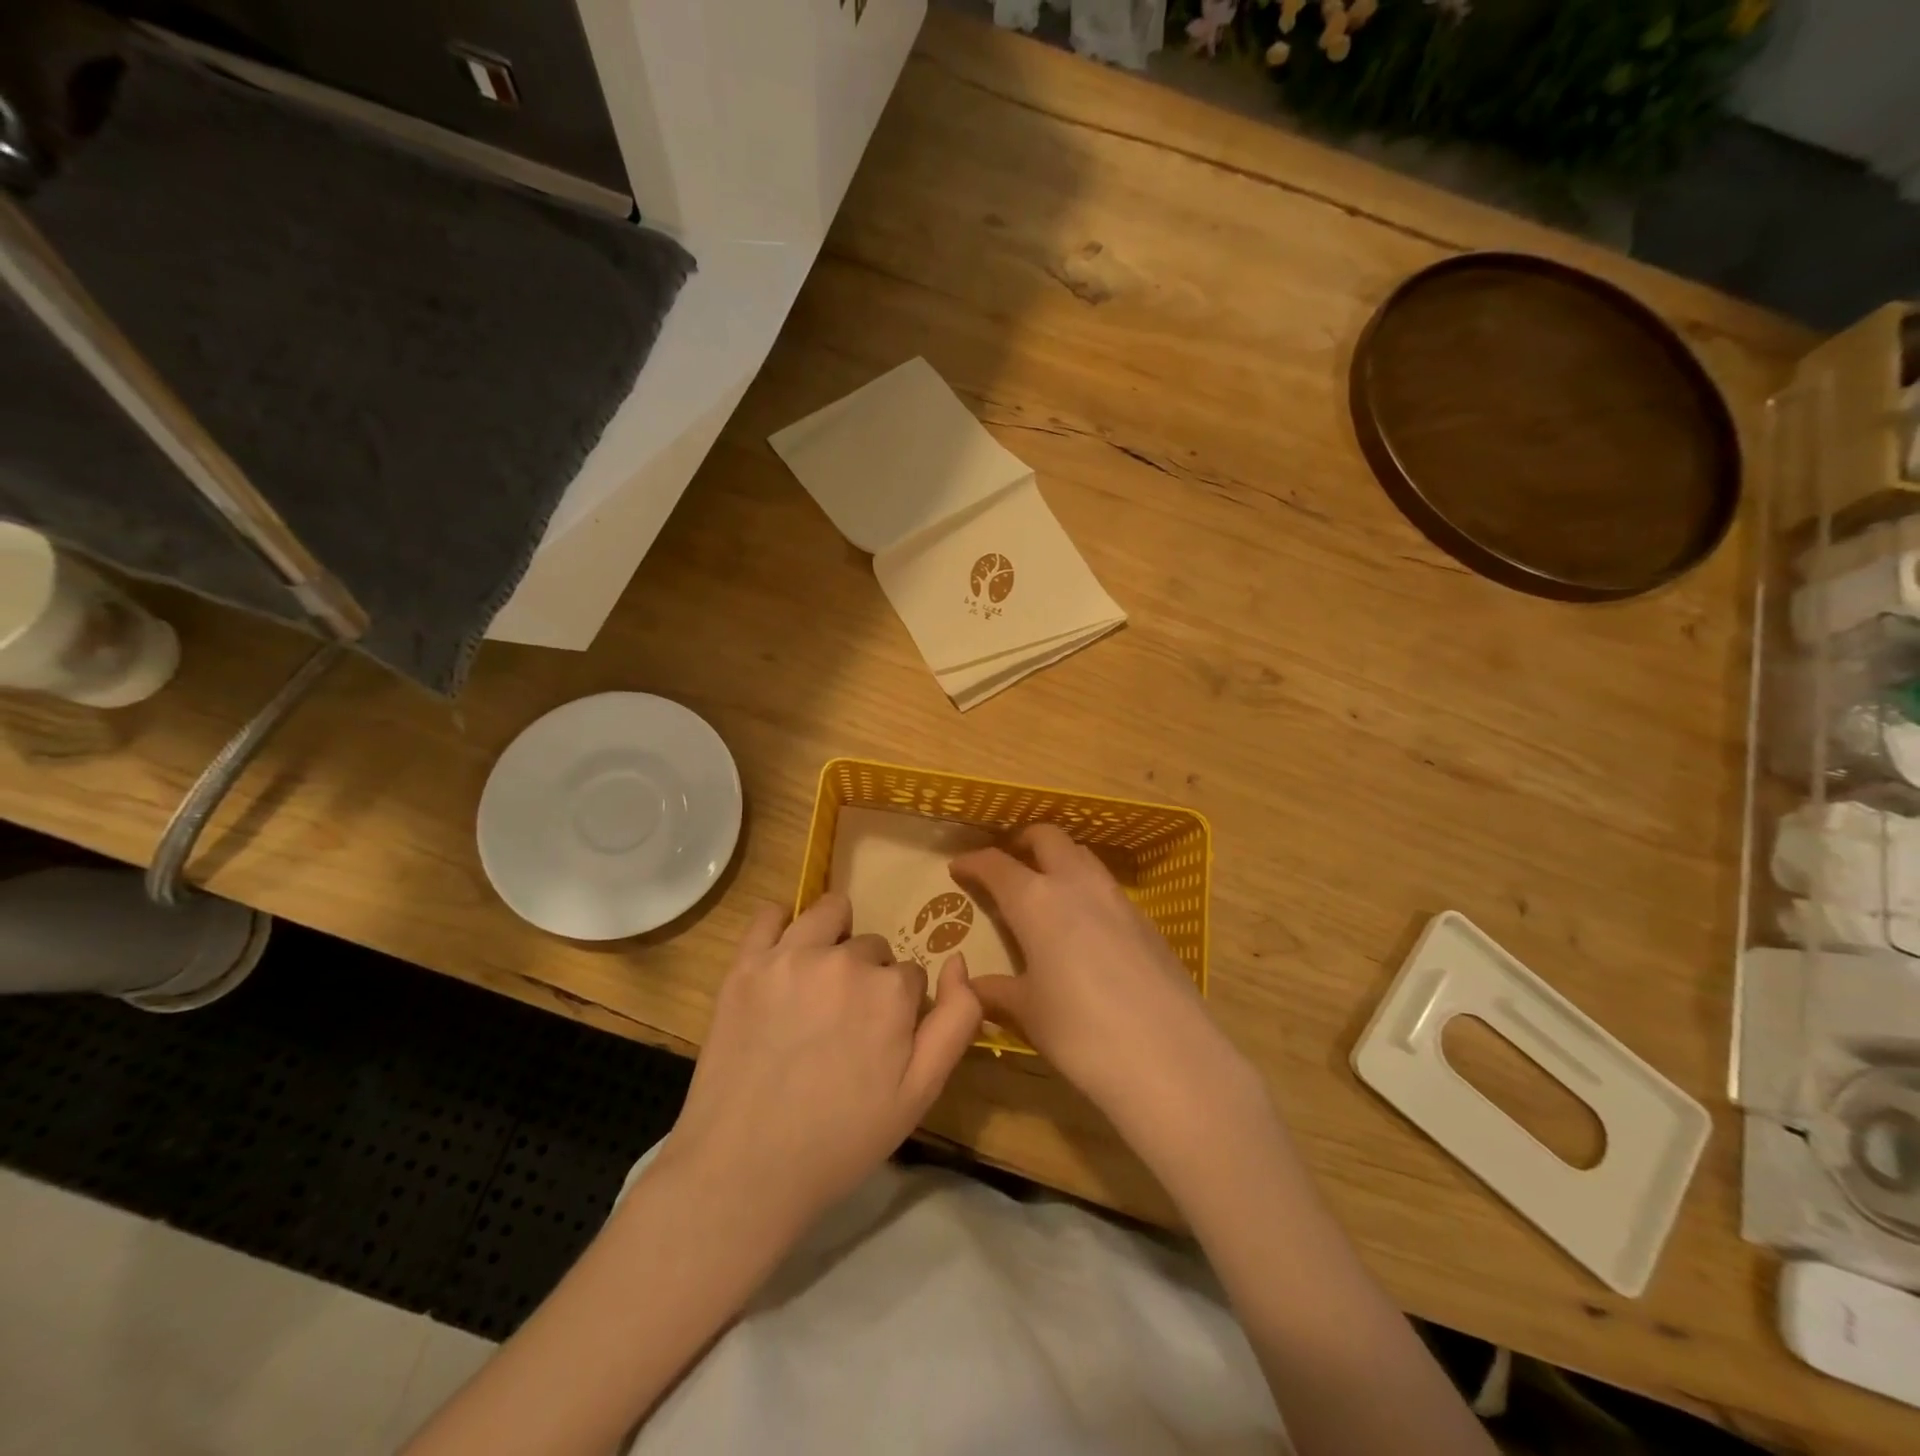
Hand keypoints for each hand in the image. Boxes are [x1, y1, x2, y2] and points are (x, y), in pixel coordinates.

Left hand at [665, 892, 981, 1233]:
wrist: (744, 1171)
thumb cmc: (841, 1139)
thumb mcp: (920, 1093)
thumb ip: (956, 1021)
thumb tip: (959, 961)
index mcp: (890, 991)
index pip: (910, 974)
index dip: (900, 1006)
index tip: (879, 1039)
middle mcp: (844, 960)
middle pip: (872, 946)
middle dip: (868, 976)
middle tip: (843, 1024)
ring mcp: (790, 958)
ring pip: (829, 913)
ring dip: (835, 936)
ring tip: (819, 980)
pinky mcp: (745, 965)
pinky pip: (769, 915)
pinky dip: (782, 926)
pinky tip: (783, 956)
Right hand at [952, 826, 1259, 1154]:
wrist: (1168, 1056)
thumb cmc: (1081, 1032)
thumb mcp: (1029, 1012)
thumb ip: (997, 992)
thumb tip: (971, 988)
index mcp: (1036, 900)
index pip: (997, 865)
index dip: (974, 862)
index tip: (958, 867)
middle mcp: (1076, 884)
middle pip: (1047, 838)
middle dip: (1022, 841)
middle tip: (1007, 861)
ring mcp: (1117, 898)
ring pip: (1082, 856)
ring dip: (1058, 859)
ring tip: (1044, 887)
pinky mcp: (1146, 920)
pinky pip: (1107, 886)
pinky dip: (1086, 888)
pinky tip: (1084, 925)